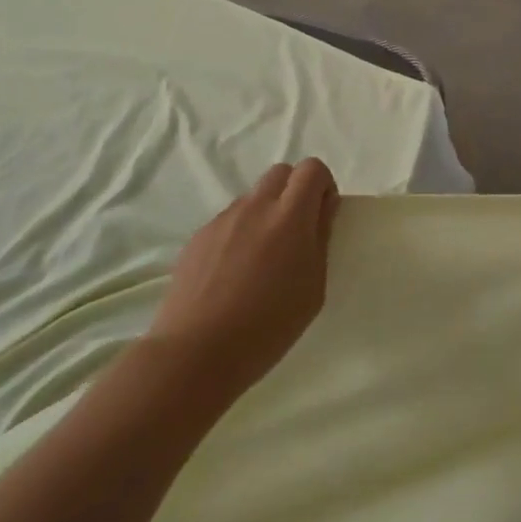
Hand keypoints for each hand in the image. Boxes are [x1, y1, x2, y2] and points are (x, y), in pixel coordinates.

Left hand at [149, 159, 338, 404]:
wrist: (197, 352)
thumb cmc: (268, 326)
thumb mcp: (313, 288)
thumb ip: (320, 239)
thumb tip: (323, 209)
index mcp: (290, 216)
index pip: (312, 169)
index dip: (323, 186)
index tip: (322, 217)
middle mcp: (255, 207)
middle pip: (281, 173)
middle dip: (295, 192)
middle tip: (296, 233)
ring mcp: (223, 220)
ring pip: (253, 197)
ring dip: (265, 214)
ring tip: (261, 260)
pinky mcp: (198, 237)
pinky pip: (228, 221)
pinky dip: (240, 234)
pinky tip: (233, 275)